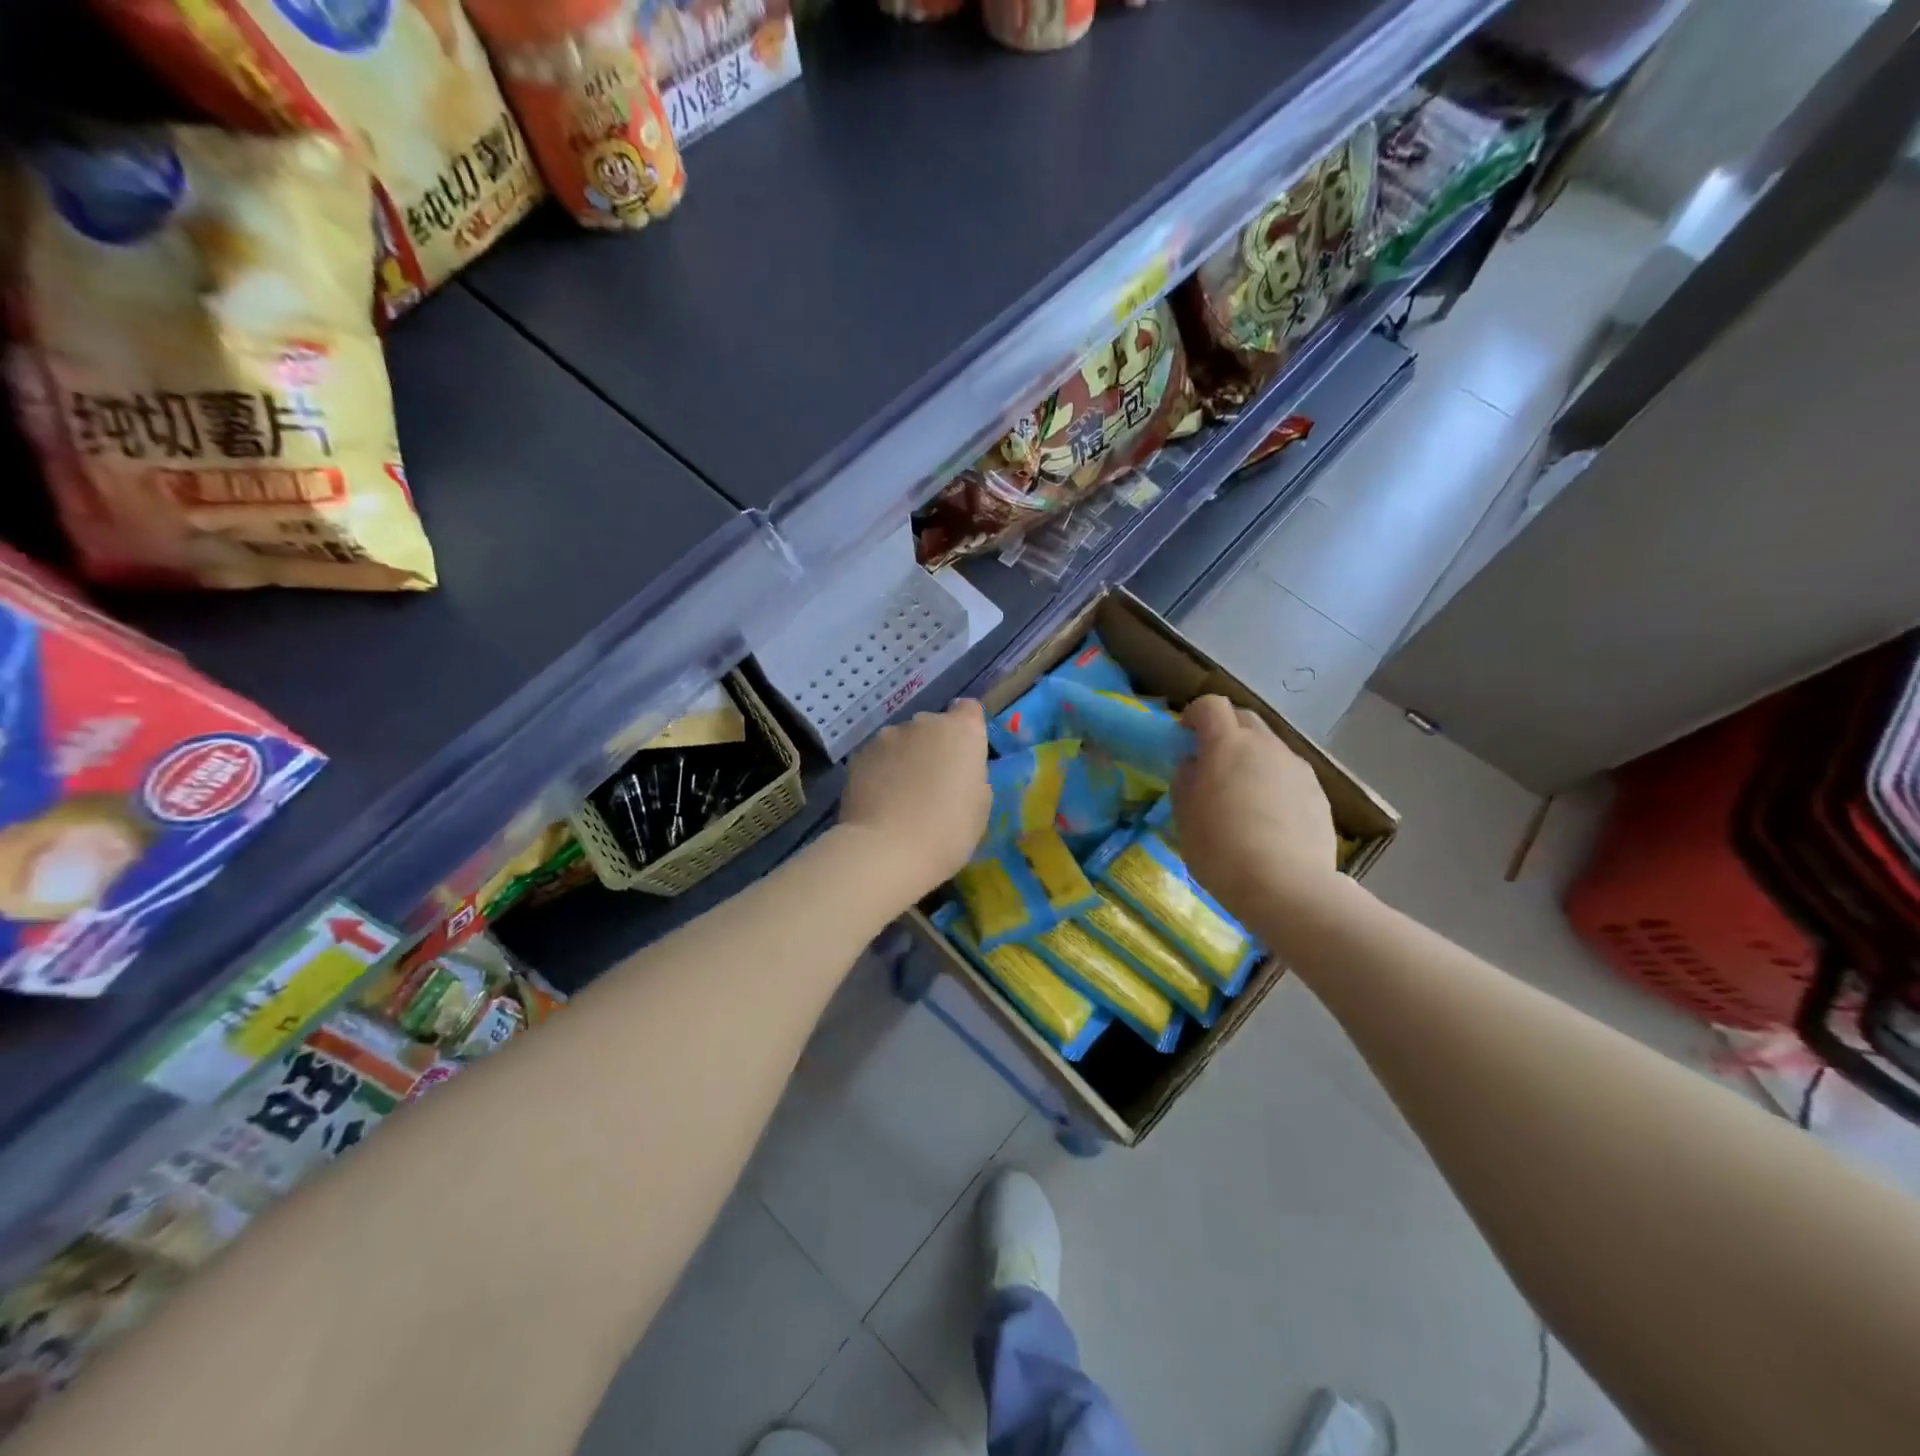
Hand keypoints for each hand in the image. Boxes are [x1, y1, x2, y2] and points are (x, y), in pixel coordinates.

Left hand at [838, 700, 990, 904]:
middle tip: (932, 784)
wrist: (888, 849)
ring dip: (905, 758)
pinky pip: (878, 757)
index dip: (967, 730)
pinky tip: (880, 800)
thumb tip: (955, 768)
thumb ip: (970, 773)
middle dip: (933, 747)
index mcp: (961, 731)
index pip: (969, 710)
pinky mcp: (860, 754)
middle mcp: (924, 722)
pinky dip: (881, 771)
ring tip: (901, 795)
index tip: (964, 756)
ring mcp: (888, 735)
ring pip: (902, 741)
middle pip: (933, 726)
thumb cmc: (949, 830)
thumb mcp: (980, 804)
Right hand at [1171, 695, 1339, 921]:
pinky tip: (1269, 819)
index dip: (1194, 715)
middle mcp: (1266, 746)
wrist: (1288, 887)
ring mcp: (1297, 768)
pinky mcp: (1319, 793)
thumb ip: (1186, 781)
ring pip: (1270, 747)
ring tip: (1242, 796)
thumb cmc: (1221, 851)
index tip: (1184, 738)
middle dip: (1225, 731)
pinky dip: (1274, 783)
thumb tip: (1193, 765)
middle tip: (1211, 763)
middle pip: (1244, 719)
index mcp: (1227, 745)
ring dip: (1252, 758)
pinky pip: (1289, 775)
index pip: (1210, 706)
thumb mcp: (1185, 818)